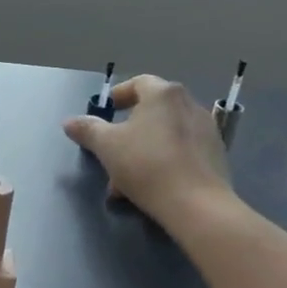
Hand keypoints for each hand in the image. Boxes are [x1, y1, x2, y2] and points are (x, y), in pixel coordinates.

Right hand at [63, 75, 235, 221]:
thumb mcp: (106, 146)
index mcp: (163, 94)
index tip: (106, 113)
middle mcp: (189, 104)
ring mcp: (207, 130)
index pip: (138, 83)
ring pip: (165, 134)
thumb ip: (87, 129)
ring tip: (126, 178)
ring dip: (143, 150)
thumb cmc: (146, 164)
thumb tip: (69, 122)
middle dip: (128, 131)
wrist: (197, 204)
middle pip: (152, 111)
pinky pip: (182, 151)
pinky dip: (164, 161)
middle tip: (112, 150)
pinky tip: (151, 186)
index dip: (119, 96)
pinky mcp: (217, 155)